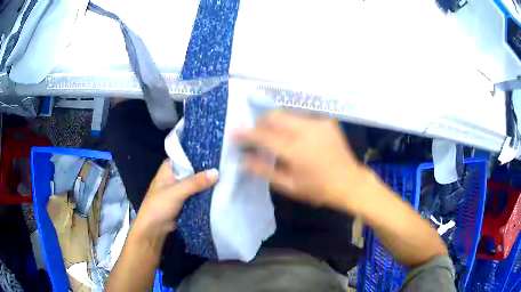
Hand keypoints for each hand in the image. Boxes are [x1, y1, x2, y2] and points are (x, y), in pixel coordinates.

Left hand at [133, 160, 218, 240]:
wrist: (154, 229)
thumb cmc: (159, 205)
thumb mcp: (177, 192)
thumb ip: (195, 182)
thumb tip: (217, 172)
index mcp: (168, 168)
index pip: (185, 155)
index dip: (198, 153)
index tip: (215, 151)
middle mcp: (174, 176)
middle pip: (192, 169)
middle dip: (205, 169)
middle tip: (225, 164)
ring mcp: (179, 189)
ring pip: (195, 182)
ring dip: (206, 182)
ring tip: (226, 175)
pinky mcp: (184, 201)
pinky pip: (197, 194)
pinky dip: (205, 193)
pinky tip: (219, 190)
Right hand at [234, 110, 370, 212]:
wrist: (349, 182)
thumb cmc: (318, 189)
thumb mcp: (289, 185)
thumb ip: (264, 170)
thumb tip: (243, 161)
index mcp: (295, 149)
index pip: (263, 136)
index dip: (246, 134)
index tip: (234, 132)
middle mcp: (306, 130)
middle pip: (274, 116)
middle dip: (261, 123)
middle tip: (256, 134)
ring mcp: (318, 123)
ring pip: (288, 114)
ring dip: (276, 122)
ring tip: (275, 135)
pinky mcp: (326, 121)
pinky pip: (302, 117)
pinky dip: (292, 123)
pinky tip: (295, 136)